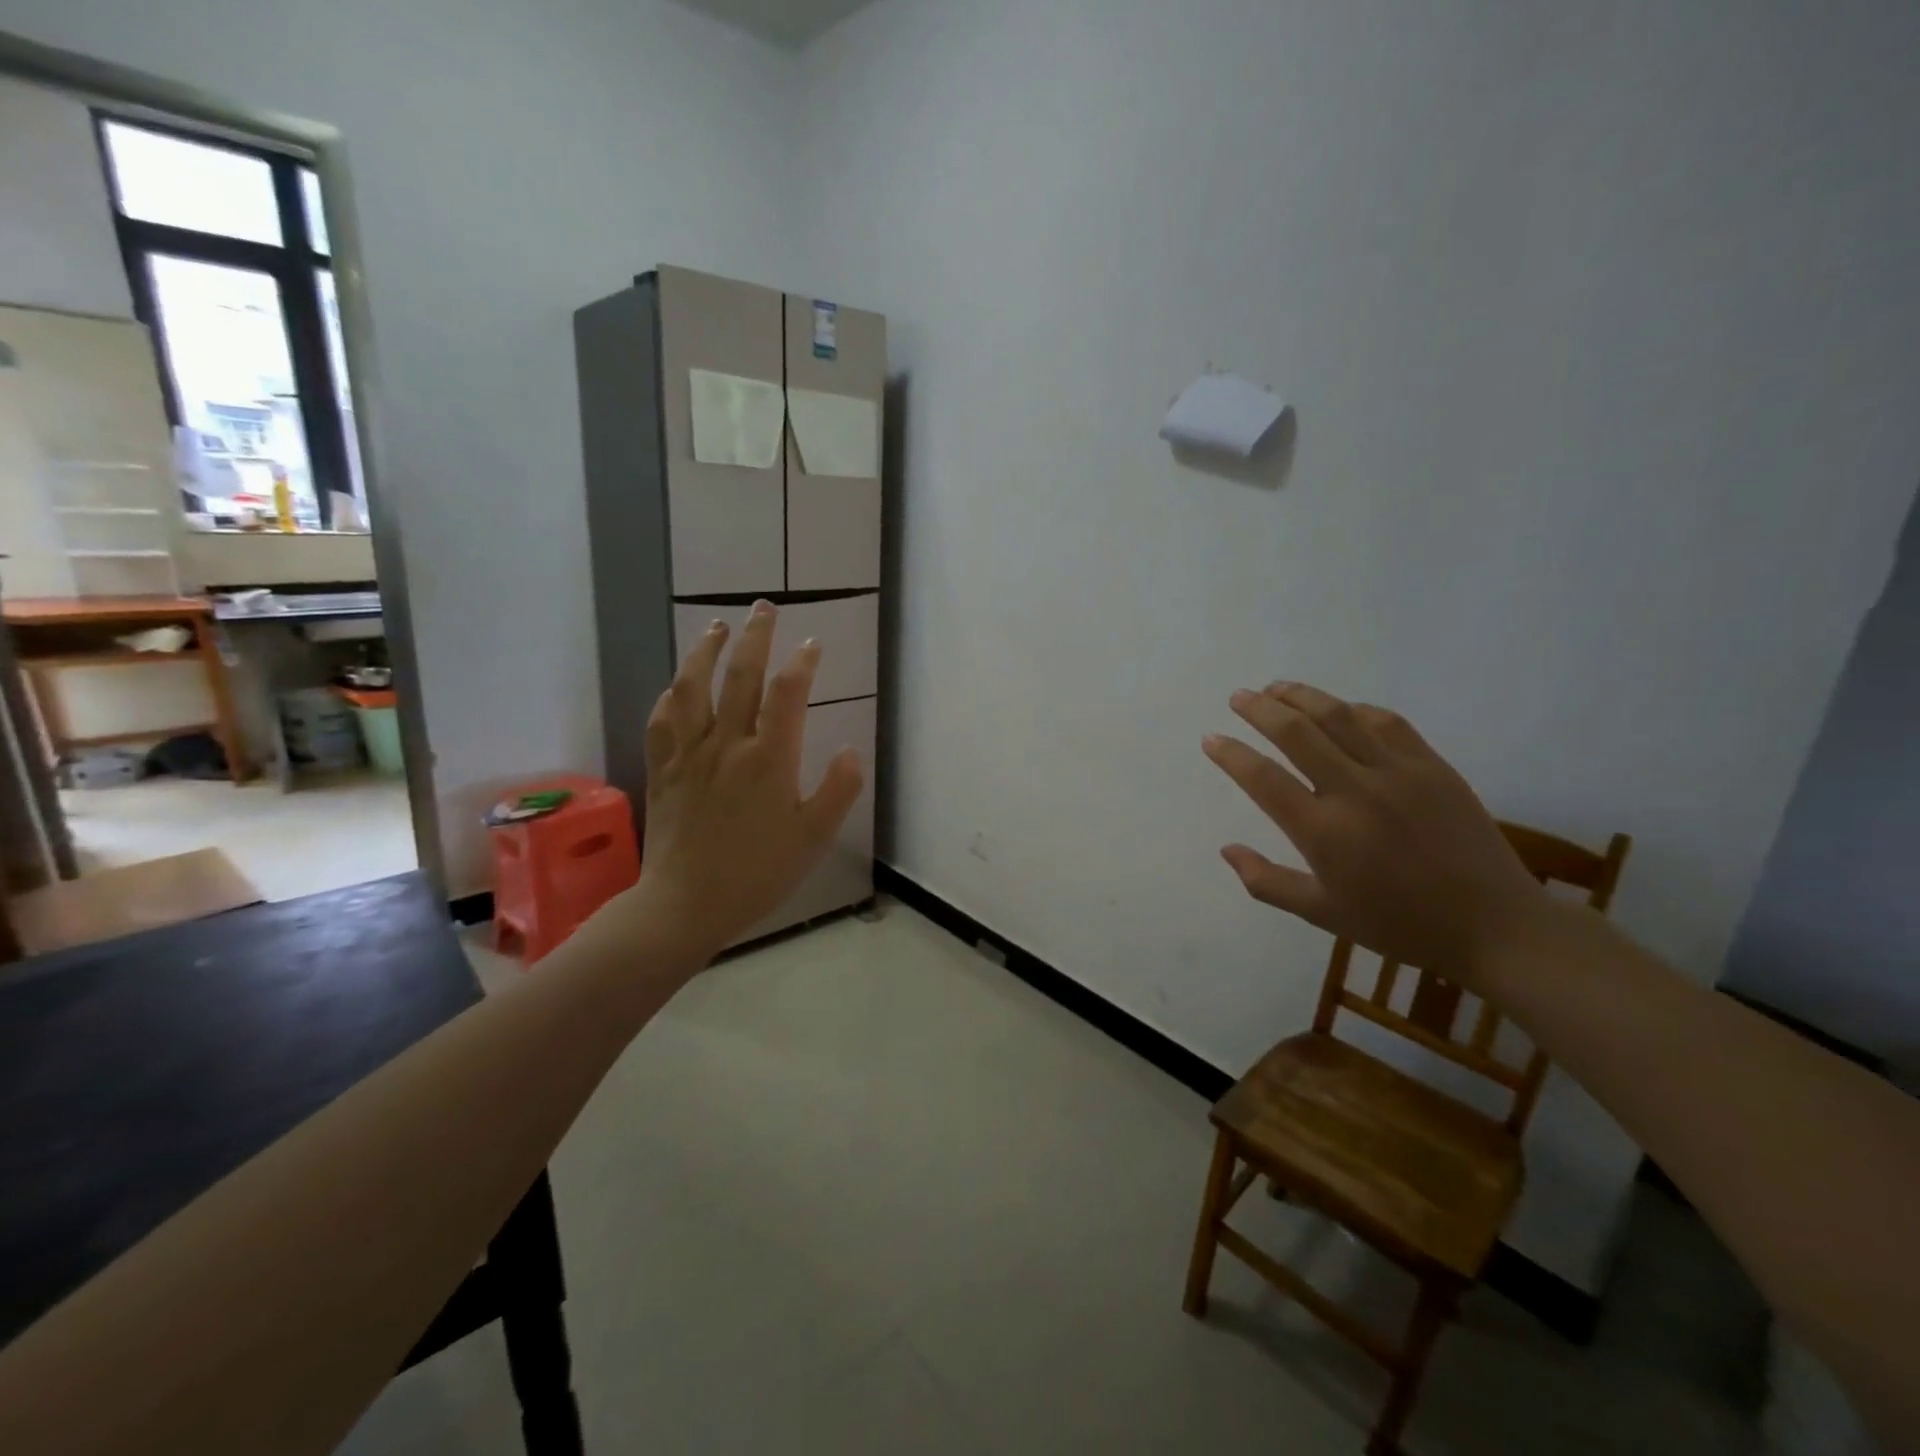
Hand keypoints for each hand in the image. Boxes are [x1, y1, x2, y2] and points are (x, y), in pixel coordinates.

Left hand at [631, 601, 863, 956]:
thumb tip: (852, 752)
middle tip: (764, 608)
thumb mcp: (813, 838)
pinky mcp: (664, 768)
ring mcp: (690, 754)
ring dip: (706, 650)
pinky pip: (664, 719)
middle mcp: (728, 744)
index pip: (787, 694)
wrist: (686, 904)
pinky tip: (679, 684)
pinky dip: (673, 693)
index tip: (812, 644)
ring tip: (717, 627)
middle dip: (755, 636)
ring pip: (693, 687)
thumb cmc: (757, 873)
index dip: (802, 662)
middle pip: (740, 676)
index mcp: (769, 760)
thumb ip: (838, 791)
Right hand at [1203, 683, 1547, 982]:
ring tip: (1276, 688)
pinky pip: (1386, 722)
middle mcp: (1356, 792)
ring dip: (1301, 696)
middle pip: (1296, 733)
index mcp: (1324, 833)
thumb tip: (1225, 850)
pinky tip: (1338, 709)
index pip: (1263, 779)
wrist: (1494, 926)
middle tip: (1238, 697)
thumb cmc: (1400, 924)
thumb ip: (1267, 882)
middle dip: (1260, 709)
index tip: (1211, 739)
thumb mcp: (1323, 914)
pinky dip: (1353, 708)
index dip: (1231, 755)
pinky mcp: (1433, 766)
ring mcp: (1399, 774)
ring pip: (1339, 716)